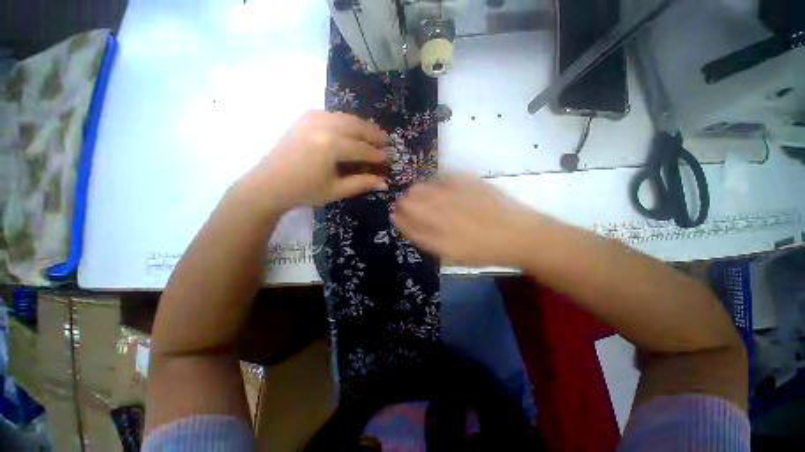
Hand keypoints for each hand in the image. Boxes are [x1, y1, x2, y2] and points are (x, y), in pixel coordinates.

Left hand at [245, 111, 389, 212]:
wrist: (269, 184)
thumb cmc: (304, 191)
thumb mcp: (336, 190)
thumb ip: (362, 183)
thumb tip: (384, 182)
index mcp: (331, 145)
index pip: (361, 148)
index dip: (376, 154)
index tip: (388, 157)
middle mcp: (323, 126)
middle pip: (356, 126)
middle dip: (373, 133)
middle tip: (386, 140)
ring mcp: (312, 118)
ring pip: (345, 117)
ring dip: (361, 125)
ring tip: (373, 133)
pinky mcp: (304, 118)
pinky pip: (331, 114)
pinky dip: (345, 120)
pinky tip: (350, 128)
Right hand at [393, 175, 543, 266]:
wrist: (516, 234)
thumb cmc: (480, 250)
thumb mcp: (447, 252)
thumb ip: (420, 236)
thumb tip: (400, 219)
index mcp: (431, 224)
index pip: (401, 214)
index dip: (400, 216)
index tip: (402, 218)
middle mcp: (437, 204)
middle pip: (409, 197)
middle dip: (408, 204)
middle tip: (420, 213)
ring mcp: (451, 189)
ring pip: (422, 185)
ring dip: (421, 193)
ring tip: (434, 203)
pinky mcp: (465, 179)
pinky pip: (441, 178)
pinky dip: (438, 184)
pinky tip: (447, 192)